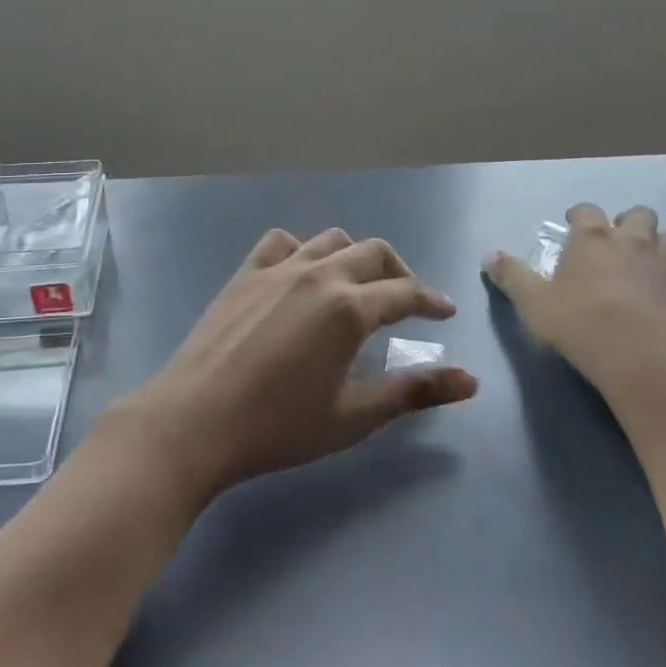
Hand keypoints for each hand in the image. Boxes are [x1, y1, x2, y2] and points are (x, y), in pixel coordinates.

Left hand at [108, 228, 478, 503]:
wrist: (194, 421)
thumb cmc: (278, 426)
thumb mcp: (354, 416)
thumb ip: (414, 391)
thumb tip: (471, 381)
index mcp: (348, 308)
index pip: (405, 292)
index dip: (432, 301)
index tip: (445, 312)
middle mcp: (318, 274)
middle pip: (373, 253)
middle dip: (399, 272)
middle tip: (408, 299)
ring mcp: (278, 268)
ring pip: (331, 239)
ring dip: (355, 255)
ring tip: (359, 283)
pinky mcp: (245, 273)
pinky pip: (281, 242)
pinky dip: (302, 249)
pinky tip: (302, 273)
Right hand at [482, 203, 665, 400]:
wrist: (642, 358)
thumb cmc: (580, 325)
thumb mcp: (533, 303)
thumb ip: (512, 277)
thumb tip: (490, 255)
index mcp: (592, 238)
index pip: (586, 211)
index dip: (579, 216)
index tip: (572, 225)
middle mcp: (634, 241)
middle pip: (639, 214)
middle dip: (630, 223)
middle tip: (619, 243)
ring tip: (656, 261)